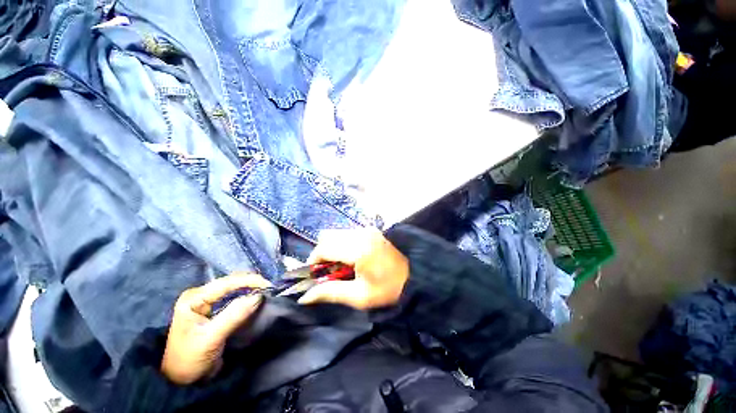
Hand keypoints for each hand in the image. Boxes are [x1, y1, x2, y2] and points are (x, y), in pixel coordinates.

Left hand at [161, 273, 270, 384]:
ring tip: (267, 291)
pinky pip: (234, 296)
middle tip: (270, 288)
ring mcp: (206, 301)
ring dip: (251, 288)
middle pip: (231, 282)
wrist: (180, 379)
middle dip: (252, 283)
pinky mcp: (213, 308)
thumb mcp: (211, 338)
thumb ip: (234, 316)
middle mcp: (200, 294)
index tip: (269, 286)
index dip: (250, 281)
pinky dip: (247, 295)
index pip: (226, 283)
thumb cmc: (189, 359)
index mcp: (194, 298)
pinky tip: (256, 296)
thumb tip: (259, 297)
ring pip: (234, 287)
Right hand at [298, 228, 408, 309]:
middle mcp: (361, 233)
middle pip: (328, 237)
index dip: (313, 261)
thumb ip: (330, 293)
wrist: (415, 276)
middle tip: (328, 272)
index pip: (324, 248)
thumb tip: (304, 297)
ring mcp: (367, 229)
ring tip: (340, 266)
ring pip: (337, 234)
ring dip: (332, 248)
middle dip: (322, 254)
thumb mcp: (359, 296)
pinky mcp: (371, 230)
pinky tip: (351, 258)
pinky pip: (347, 234)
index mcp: (358, 249)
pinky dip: (342, 244)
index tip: (314, 275)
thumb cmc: (388, 289)